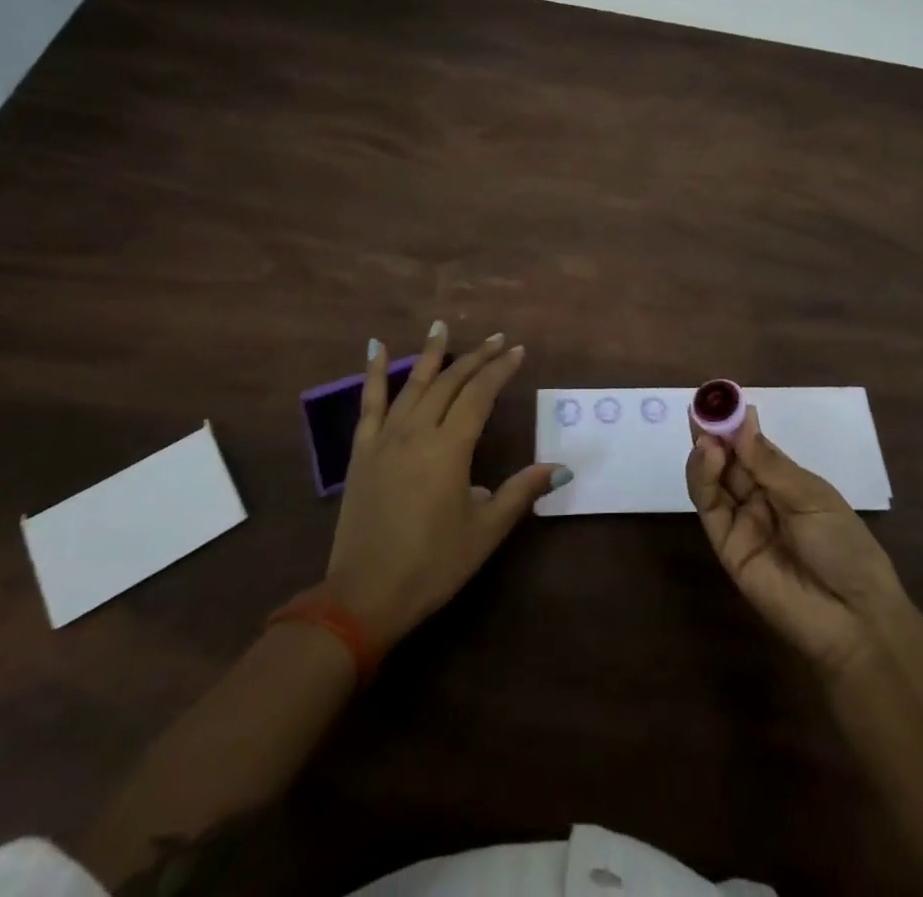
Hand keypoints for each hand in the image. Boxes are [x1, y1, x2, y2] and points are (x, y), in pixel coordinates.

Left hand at [323, 322, 565, 649]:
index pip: (480, 395)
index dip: (500, 370)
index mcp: (450, 448)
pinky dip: (373, 373)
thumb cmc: (432, 564)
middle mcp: (418, 432)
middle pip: (450, 382)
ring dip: (431, 354)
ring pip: (414, 384)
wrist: (364, 596)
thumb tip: (561, 468)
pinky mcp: (362, 451)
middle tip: (496, 339)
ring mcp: (385, 438)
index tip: (517, 351)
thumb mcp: (485, 531)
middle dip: (476, 358)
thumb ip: (521, 492)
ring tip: (442, 326)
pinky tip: (375, 347)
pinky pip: (368, 403)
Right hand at [686, 404, 907, 677]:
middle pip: (727, 460)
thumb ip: (769, 462)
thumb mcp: (812, 497)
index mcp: (785, 482)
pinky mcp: (726, 545)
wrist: (854, 618)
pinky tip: (708, 456)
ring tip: (705, 433)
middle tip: (701, 407)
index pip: (751, 446)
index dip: (735, 424)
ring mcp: (741, 521)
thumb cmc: (845, 547)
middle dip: (713, 433)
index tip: (720, 398)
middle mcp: (759, 498)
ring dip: (705, 453)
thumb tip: (742, 419)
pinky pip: (710, 507)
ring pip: (712, 480)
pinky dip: (703, 479)